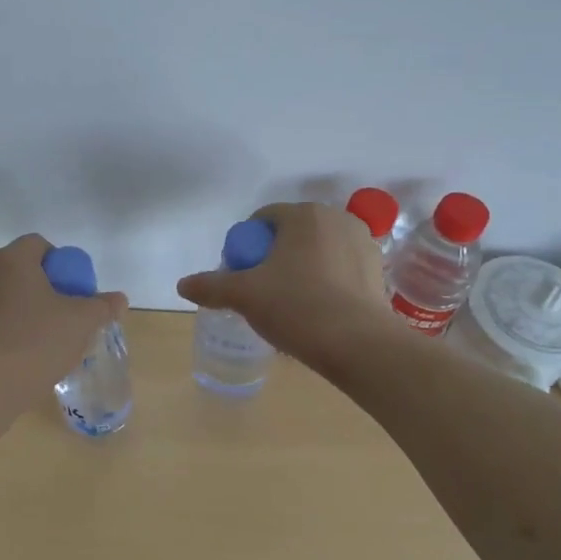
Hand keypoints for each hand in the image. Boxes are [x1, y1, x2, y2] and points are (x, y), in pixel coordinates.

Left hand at [0, 235, 128, 403]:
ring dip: (19, 308)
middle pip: (18, 270)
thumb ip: (101, 306)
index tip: (71, 289)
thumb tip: (118, 299)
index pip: (37, 244)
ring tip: (40, 337)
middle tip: (60, 313)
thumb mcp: (81, 323)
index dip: (59, 263)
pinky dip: (3, 328)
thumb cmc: (35, 342)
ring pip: (0, 295)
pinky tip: (19, 353)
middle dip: (40, 287)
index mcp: (10, 260)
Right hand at [177, 202, 394, 364]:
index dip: (246, 247)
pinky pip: (339, 268)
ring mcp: (362, 243)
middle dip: (274, 257)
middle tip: (262, 291)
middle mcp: (336, 219)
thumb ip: (211, 286)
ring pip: (317, 251)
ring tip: (291, 303)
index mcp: (304, 214)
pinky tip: (318, 310)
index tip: (241, 275)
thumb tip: (183, 285)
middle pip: (291, 234)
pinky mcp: (377, 270)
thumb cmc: (297, 307)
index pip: (262, 220)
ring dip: (301, 269)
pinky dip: (326, 282)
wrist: (359, 345)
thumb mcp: (244, 295)